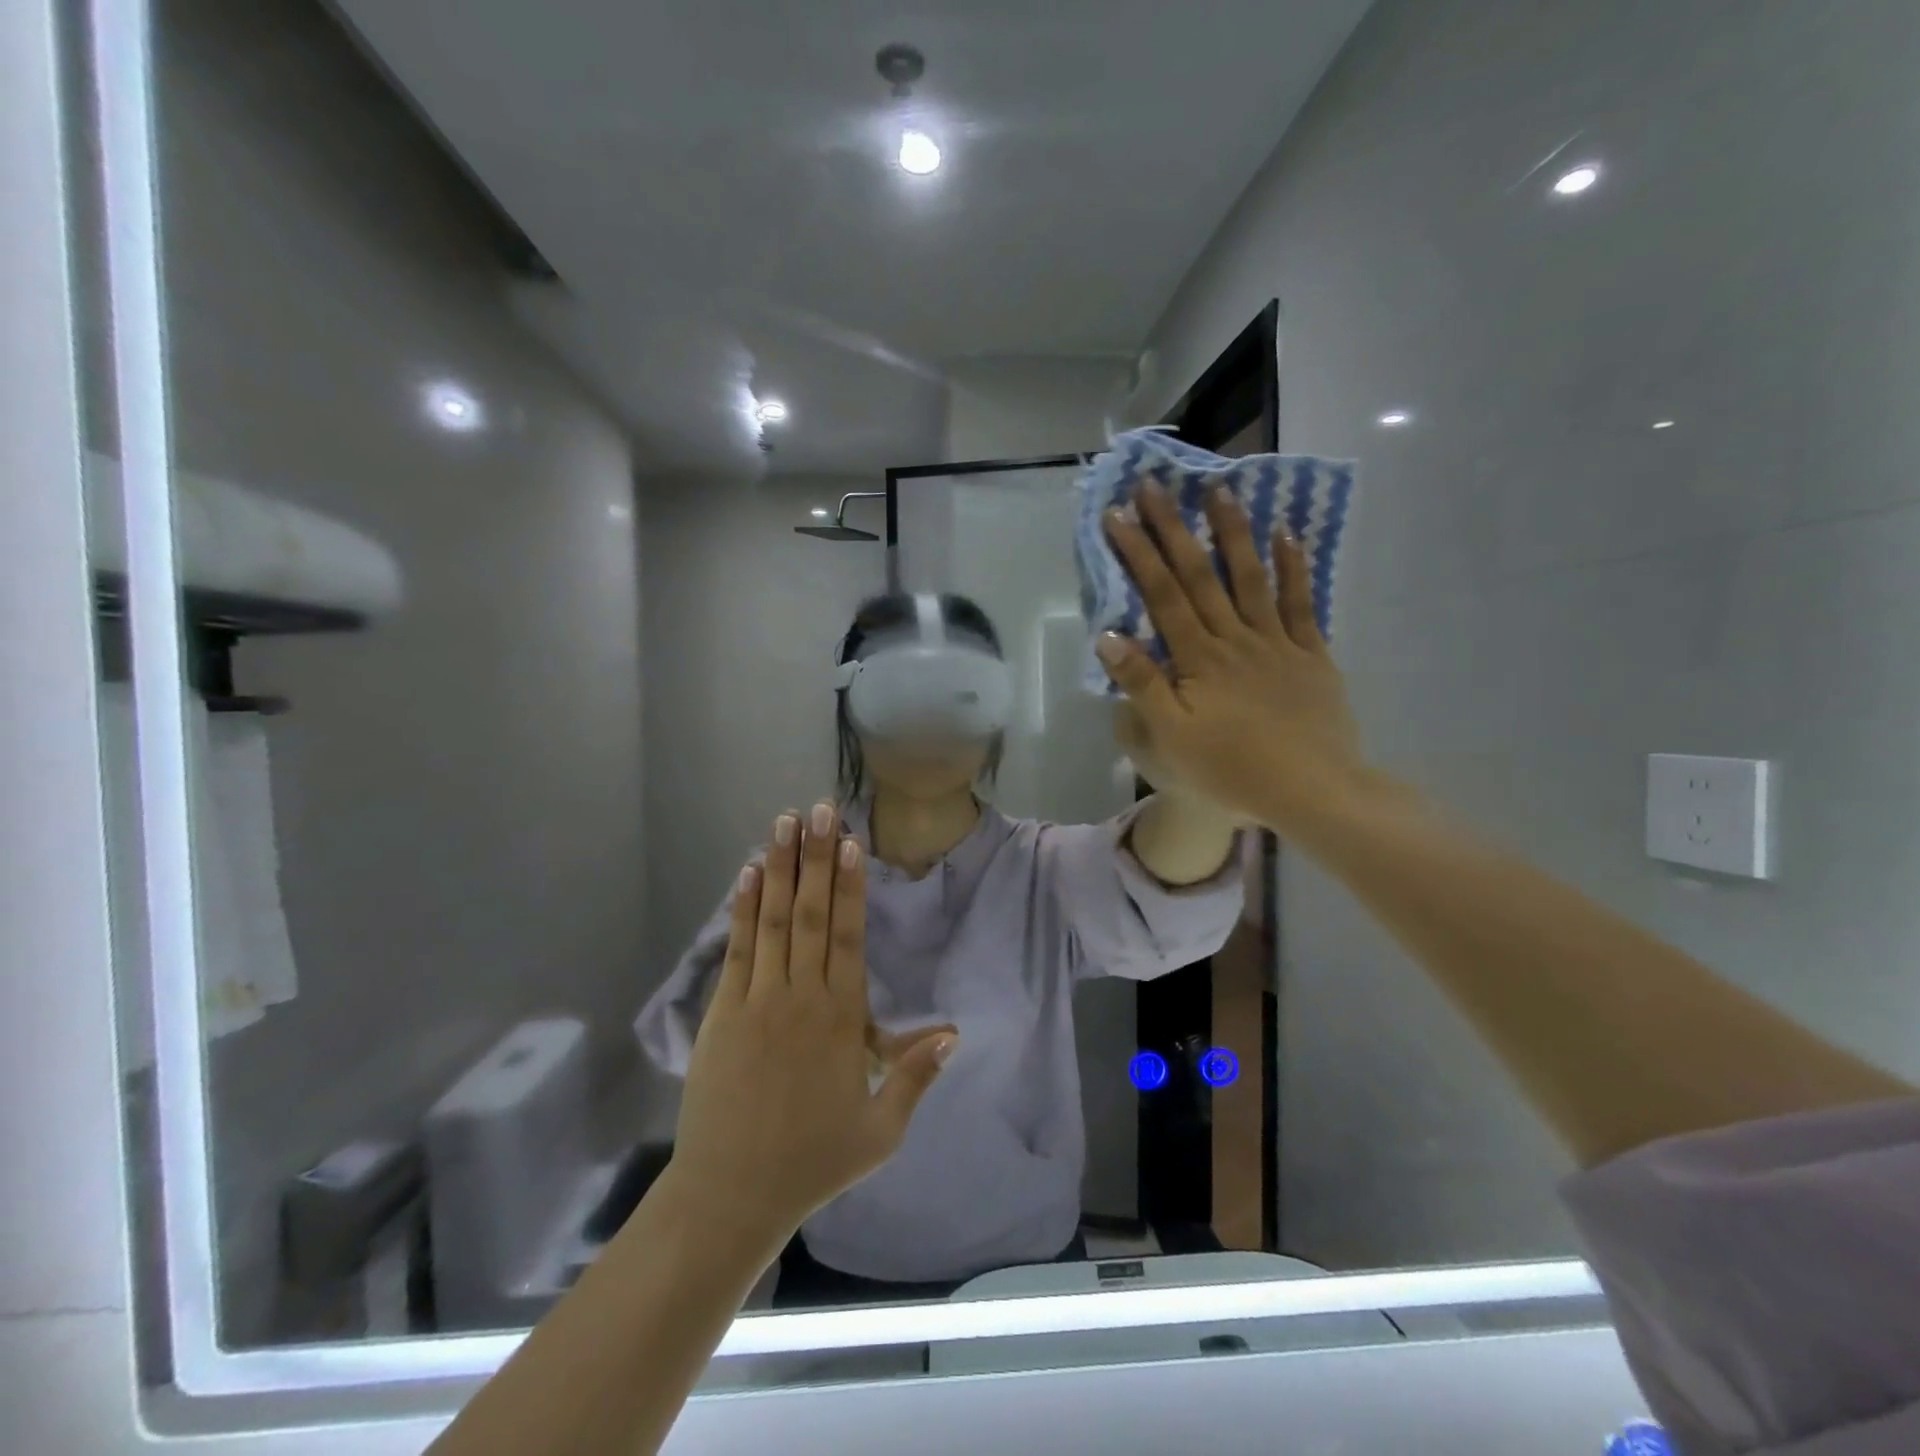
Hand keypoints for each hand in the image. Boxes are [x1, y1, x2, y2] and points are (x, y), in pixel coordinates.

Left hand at [666, 804, 956, 1250]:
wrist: (731, 1195)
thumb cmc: (812, 1162)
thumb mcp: (880, 1131)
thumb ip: (915, 1076)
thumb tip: (954, 1032)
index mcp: (840, 1021)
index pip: (848, 939)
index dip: (850, 888)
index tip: (851, 844)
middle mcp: (800, 998)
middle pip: (812, 915)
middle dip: (816, 859)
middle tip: (819, 810)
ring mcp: (757, 1001)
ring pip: (774, 921)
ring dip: (781, 869)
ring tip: (785, 823)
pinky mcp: (723, 1011)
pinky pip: (739, 949)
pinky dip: (744, 909)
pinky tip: (749, 874)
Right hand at [1095, 483, 1368, 834]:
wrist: (1312, 789)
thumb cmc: (1232, 768)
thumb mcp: (1172, 736)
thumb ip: (1142, 683)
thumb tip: (1108, 636)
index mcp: (1198, 658)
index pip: (1162, 595)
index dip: (1138, 554)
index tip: (1118, 515)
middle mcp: (1235, 638)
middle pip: (1200, 576)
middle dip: (1173, 529)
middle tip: (1154, 486)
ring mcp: (1277, 642)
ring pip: (1251, 577)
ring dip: (1233, 533)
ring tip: (1219, 491)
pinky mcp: (1311, 654)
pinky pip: (1301, 603)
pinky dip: (1294, 568)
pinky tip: (1287, 535)